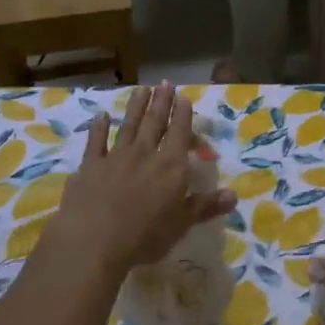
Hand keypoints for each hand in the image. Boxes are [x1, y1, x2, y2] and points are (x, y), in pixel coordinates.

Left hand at [39, 83, 237, 285]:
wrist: (92, 242)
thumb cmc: (144, 236)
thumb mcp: (181, 224)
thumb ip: (205, 206)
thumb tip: (234, 195)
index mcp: (171, 166)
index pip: (180, 133)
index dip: (183, 114)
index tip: (184, 97)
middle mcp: (145, 154)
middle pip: (155, 122)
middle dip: (162, 102)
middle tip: (165, 83)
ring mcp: (115, 157)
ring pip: (129, 126)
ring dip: (136, 107)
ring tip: (142, 89)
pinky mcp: (90, 167)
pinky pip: (96, 142)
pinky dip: (99, 128)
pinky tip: (101, 115)